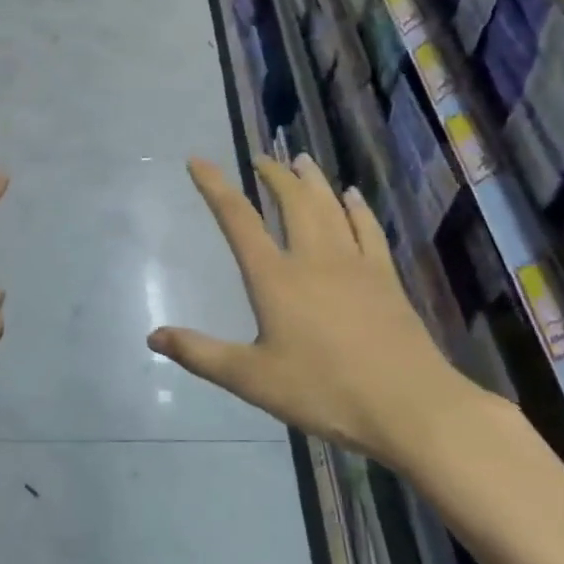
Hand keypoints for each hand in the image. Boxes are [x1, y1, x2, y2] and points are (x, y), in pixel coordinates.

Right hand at [148, 156, 493, 473]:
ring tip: (300, 160)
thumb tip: (153, 336)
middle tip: (261, 158)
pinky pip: (368, 229)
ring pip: (330, 206)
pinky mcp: (385, 278)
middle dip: (273, 175)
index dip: (215, 186)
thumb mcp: (251, 379)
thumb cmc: (324, 391)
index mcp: (275, 278)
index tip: (198, 161)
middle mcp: (313, 258)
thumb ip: (201, 354)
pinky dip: (356, 207)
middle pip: (292, 201)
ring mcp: (354, 264)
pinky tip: (353, 196)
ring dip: (313, 180)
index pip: (238, 220)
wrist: (409, 405)